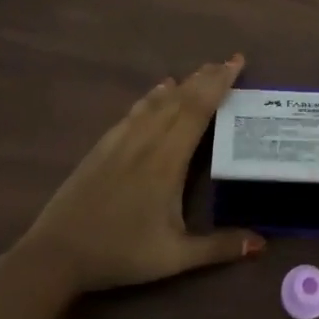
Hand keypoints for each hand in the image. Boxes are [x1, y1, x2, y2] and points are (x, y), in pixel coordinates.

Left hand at [10, 56, 264, 292]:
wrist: (57, 253)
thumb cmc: (120, 253)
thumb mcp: (174, 257)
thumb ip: (218, 247)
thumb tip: (261, 244)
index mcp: (168, 161)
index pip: (198, 110)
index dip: (219, 84)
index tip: (236, 63)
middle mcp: (147, 141)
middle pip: (181, 99)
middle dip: (207, 77)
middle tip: (229, 61)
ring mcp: (122, 140)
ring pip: (158, 101)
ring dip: (184, 83)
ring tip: (203, 70)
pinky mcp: (103, 145)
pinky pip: (135, 110)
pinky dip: (153, 95)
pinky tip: (160, 90)